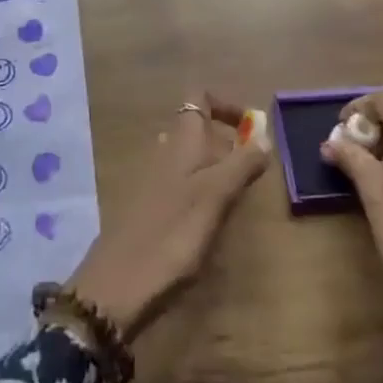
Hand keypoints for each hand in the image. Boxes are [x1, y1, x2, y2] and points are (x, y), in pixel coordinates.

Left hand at [67, 93, 268, 338]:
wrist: (118, 285)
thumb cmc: (172, 235)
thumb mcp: (215, 197)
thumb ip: (241, 165)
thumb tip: (264, 137)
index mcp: (181, 141)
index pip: (199, 97)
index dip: (226, 104)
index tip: (252, 127)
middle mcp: (164, 151)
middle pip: (197, 128)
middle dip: (227, 141)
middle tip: (253, 171)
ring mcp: (153, 179)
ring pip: (190, 157)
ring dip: (216, 168)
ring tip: (237, 196)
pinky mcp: (148, 207)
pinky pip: (181, 183)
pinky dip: (201, 190)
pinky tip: (211, 219)